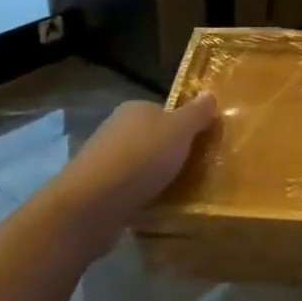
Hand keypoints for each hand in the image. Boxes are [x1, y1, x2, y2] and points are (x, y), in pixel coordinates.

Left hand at [49, 94, 218, 253]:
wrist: (92, 205)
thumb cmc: (141, 158)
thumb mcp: (179, 130)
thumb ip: (197, 113)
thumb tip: (209, 93)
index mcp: (135, 109)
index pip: (166, 112)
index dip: (186, 126)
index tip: (204, 144)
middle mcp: (117, 129)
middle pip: (155, 138)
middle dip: (173, 153)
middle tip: (198, 169)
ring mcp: (105, 161)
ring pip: (142, 165)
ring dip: (159, 176)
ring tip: (183, 192)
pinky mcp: (99, 190)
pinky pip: (131, 188)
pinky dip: (144, 195)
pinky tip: (158, 206)